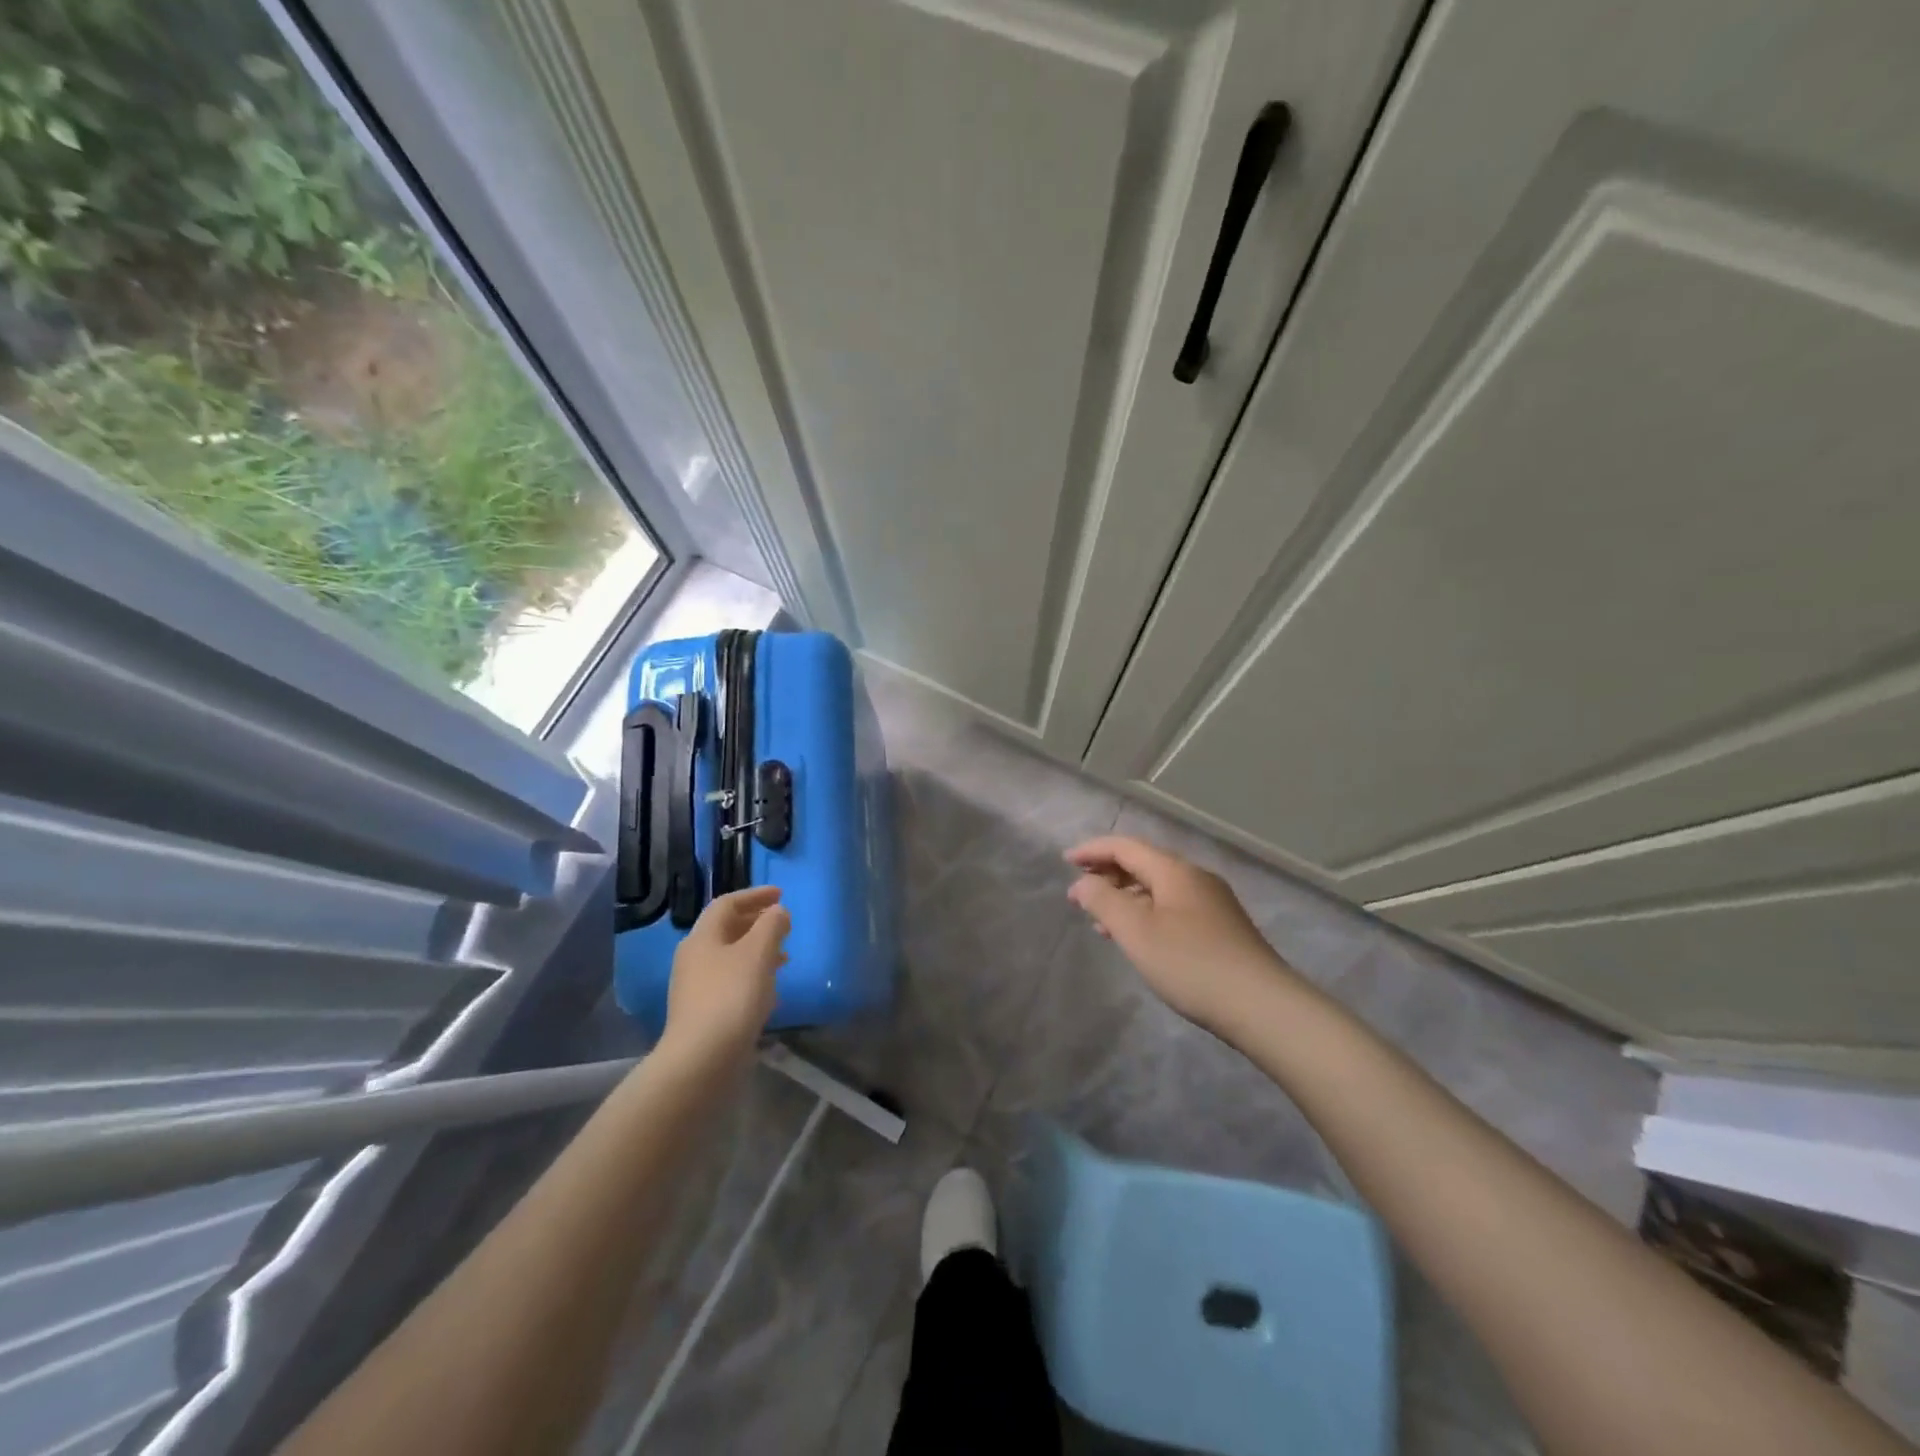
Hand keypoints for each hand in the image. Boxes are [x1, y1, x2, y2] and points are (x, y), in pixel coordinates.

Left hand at [660, 886, 789, 1068]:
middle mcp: (694, 958)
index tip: (781, 894)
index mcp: (702, 937)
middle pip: (726, 929)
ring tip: (784, 954)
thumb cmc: (732, 996)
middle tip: (783, 923)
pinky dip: (752, 975)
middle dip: (757, 922)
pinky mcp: (704, 1013)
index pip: (727, 904)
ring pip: (731, 957)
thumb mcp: (758, 952)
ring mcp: (696, 987)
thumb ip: (771, 925)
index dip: (754, 895)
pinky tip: (771, 989)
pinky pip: (731, 982)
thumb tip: (777, 911)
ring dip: (757, 950)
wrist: (702, 1059)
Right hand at [1065, 836, 1298, 1034]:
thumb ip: (1103, 901)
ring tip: (1100, 921)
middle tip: (1078, 895)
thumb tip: (1083, 883)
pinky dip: (1146, 913)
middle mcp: (1196, 878)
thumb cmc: (1191, 964)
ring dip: (1125, 897)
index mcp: (1175, 871)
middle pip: (1144, 864)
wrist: (1263, 1006)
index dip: (1093, 851)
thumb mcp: (1136, 931)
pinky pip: (1172, 908)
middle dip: (1108, 875)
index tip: (1065, 862)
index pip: (1125, 846)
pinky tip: (1139, 939)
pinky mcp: (1222, 929)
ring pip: (1158, 888)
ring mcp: (1213, 903)